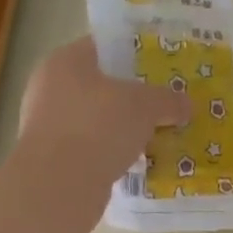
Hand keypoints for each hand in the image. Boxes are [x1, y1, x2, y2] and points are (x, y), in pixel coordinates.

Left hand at [13, 36, 188, 200]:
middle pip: (100, 86)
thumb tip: (186, 104)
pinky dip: (110, 153)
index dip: (136, 54)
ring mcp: (46, 126)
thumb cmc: (98, 127)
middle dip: (132, 97)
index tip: (162, 68)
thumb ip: (167, 100)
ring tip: (156, 136)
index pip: (104, 47)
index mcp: (65, 61)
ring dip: (122, 129)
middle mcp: (49, 88)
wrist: (58, 186)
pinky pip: (90, 148)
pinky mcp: (51, 159)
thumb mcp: (145, 106)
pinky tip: (136, 163)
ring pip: (96, 120)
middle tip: (165, 104)